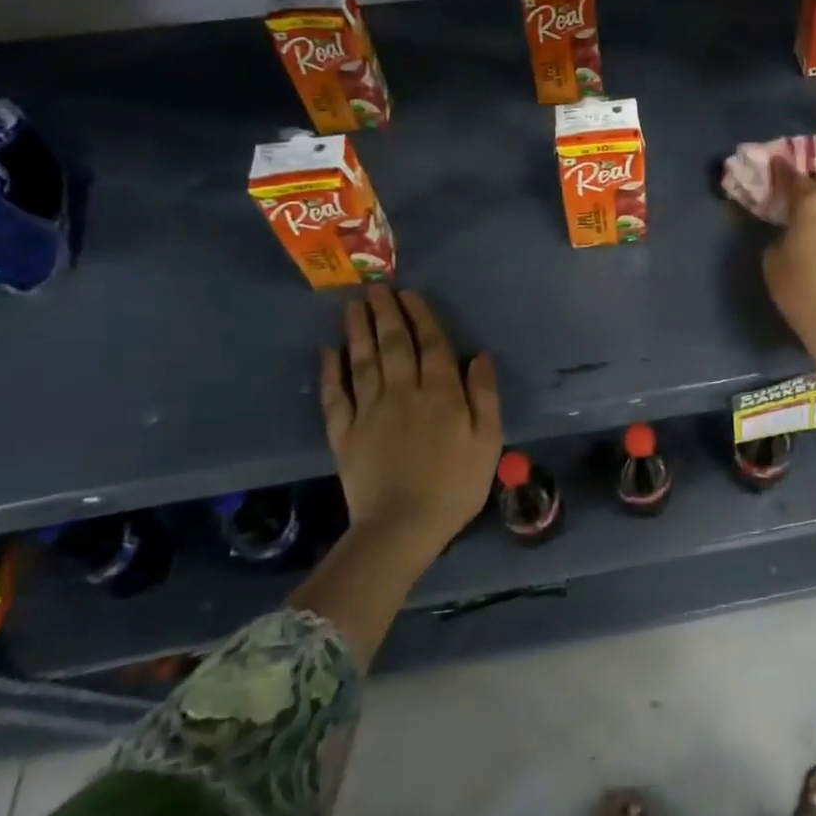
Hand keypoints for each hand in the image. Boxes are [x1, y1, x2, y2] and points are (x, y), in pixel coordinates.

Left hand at [319, 285, 502, 556]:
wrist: (402, 528)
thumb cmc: (455, 485)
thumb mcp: (487, 441)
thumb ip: (484, 395)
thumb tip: (479, 355)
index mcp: (440, 393)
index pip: (431, 345)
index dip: (420, 316)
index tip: (409, 293)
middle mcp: (403, 393)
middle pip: (393, 345)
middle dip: (386, 313)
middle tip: (376, 286)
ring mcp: (369, 412)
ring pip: (363, 362)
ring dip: (358, 331)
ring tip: (353, 305)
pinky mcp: (345, 434)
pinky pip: (335, 396)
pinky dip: (330, 372)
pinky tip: (328, 351)